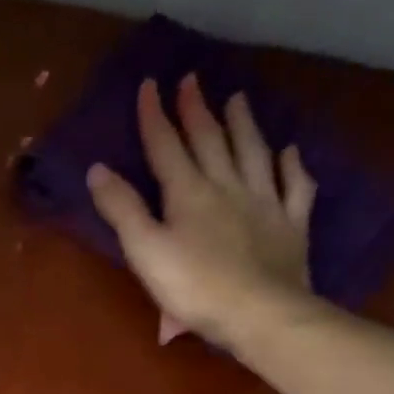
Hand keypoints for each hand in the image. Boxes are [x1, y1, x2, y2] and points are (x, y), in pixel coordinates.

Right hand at [88, 76, 317, 344]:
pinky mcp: (291, 226)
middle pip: (210, 141)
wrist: (260, 313)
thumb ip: (122, 209)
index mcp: (188, 193)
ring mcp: (265, 203)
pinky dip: (292, 167)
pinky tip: (289, 152)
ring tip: (238, 99)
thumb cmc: (194, 287)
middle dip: (197, 110)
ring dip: (244, 125)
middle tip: (193, 79)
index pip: (166, 147)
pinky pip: (294, 187)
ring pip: (253, 153)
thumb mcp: (145, 250)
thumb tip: (98, 169)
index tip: (150, 84)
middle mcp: (227, 187)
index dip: (155, 116)